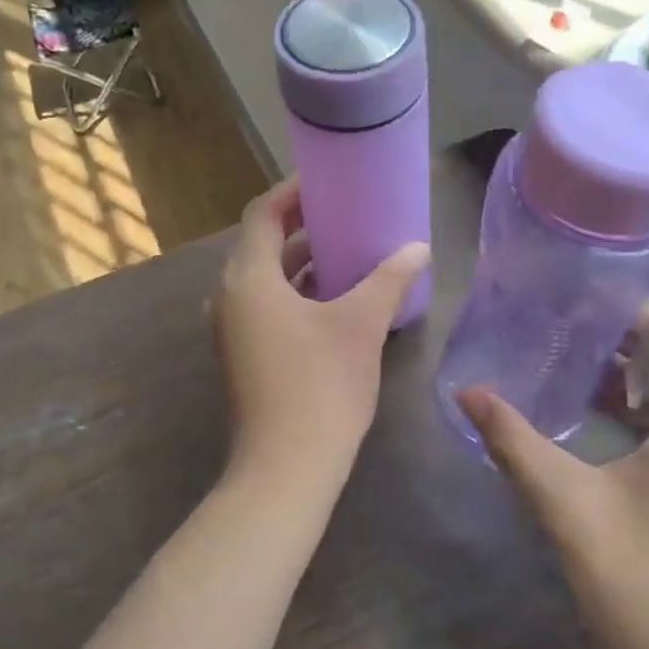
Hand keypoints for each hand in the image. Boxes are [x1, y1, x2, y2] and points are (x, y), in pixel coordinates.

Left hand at [214, 178, 429, 500]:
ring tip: (349, 250)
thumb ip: (390, 279)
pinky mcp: (244, 355)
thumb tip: (419, 248)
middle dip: (304, 226)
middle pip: (263, 245)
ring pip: (267, 279)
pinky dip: (298, 293)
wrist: (286, 468)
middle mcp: (230, 297)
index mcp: (248, 278)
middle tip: (347, 213)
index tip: (328, 180)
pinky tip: (338, 299)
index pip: (263, 214)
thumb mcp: (361, 324)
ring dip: (303, 263)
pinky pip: (269, 306)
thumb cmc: (322, 385)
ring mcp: (233, 330)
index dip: (293, 192)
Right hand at [457, 317, 648, 648]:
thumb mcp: (570, 509)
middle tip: (558, 334)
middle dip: (620, 343)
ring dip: (630, 379)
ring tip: (566, 371)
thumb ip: (517, 444)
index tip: (574, 305)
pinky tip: (597, 424)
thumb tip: (469, 394)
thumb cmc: (645, 588)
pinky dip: (644, 412)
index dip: (628, 313)